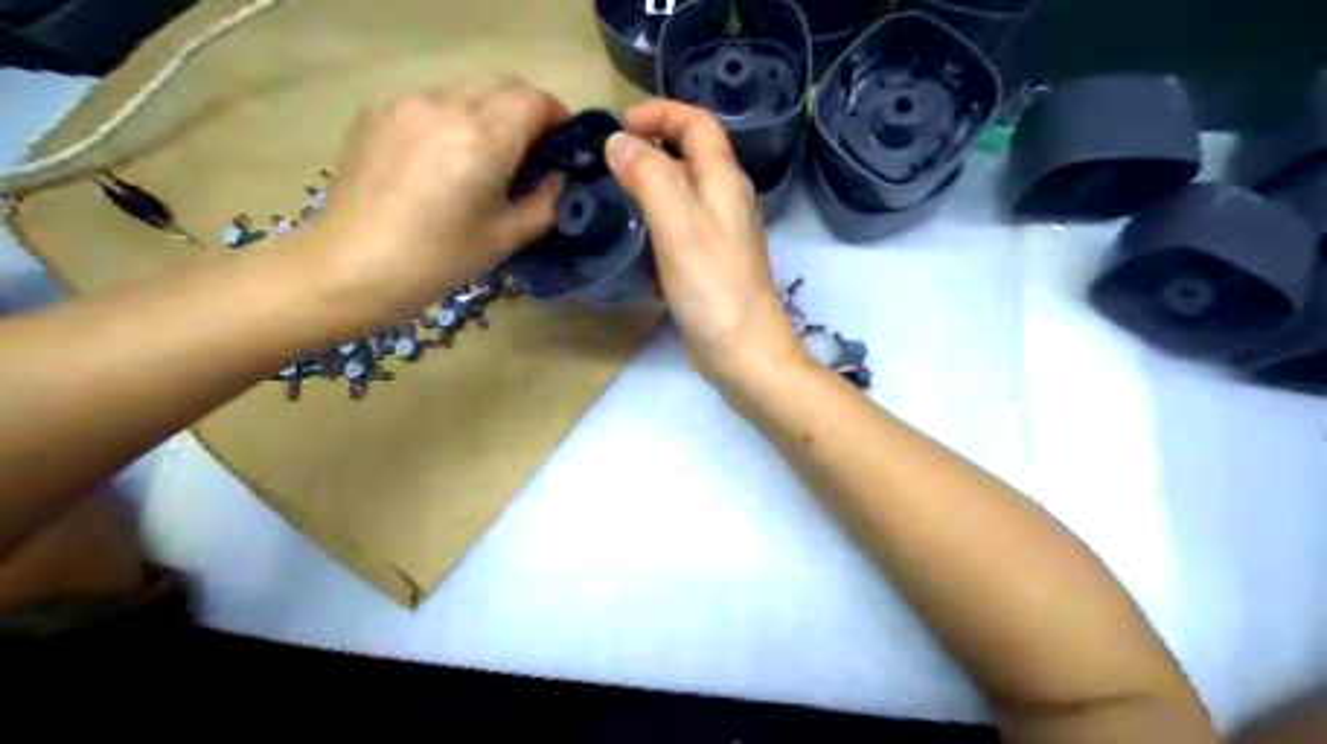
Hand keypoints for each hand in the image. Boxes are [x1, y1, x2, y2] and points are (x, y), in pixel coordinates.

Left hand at [297, 75, 566, 326]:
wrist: (350, 268)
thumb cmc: (437, 261)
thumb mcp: (505, 238)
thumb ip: (543, 201)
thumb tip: (556, 176)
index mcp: (482, 139)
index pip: (534, 100)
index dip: (557, 117)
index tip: (561, 145)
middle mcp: (445, 105)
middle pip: (502, 83)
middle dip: (526, 109)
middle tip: (530, 151)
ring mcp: (405, 104)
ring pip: (465, 90)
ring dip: (488, 113)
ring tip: (483, 157)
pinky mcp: (377, 112)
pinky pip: (430, 102)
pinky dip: (451, 119)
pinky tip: (441, 161)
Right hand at [605, 100, 807, 387]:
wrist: (743, 354)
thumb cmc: (714, 288)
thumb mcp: (680, 226)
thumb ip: (652, 177)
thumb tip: (619, 141)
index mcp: (724, 182)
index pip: (698, 124)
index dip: (660, 113)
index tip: (617, 125)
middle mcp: (726, 202)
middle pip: (690, 155)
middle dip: (649, 146)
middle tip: (605, 162)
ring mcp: (718, 235)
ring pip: (682, 193)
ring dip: (649, 185)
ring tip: (610, 194)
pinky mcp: (707, 264)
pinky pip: (678, 228)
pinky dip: (653, 221)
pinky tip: (631, 238)